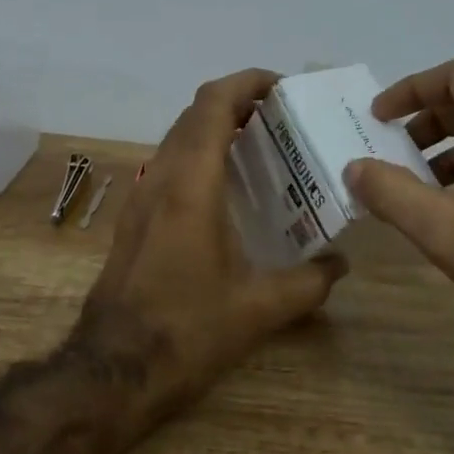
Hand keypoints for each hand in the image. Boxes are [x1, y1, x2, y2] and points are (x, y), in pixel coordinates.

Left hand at [77, 68, 346, 415]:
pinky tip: (228, 191)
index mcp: (190, 186)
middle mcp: (160, 180)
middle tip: (282, 118)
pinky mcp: (133, 220)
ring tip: (261, 148)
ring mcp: (140, 199)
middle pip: (194, 115)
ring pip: (177, 139)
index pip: (213, 105)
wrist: (112, 370)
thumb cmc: (186, 331)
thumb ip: (309, 283)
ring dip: (215, 129)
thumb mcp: (259, 309)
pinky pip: (168, 167)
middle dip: (237, 103)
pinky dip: (199, 157)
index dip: (247, 83)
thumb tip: (340, 265)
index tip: (283, 87)